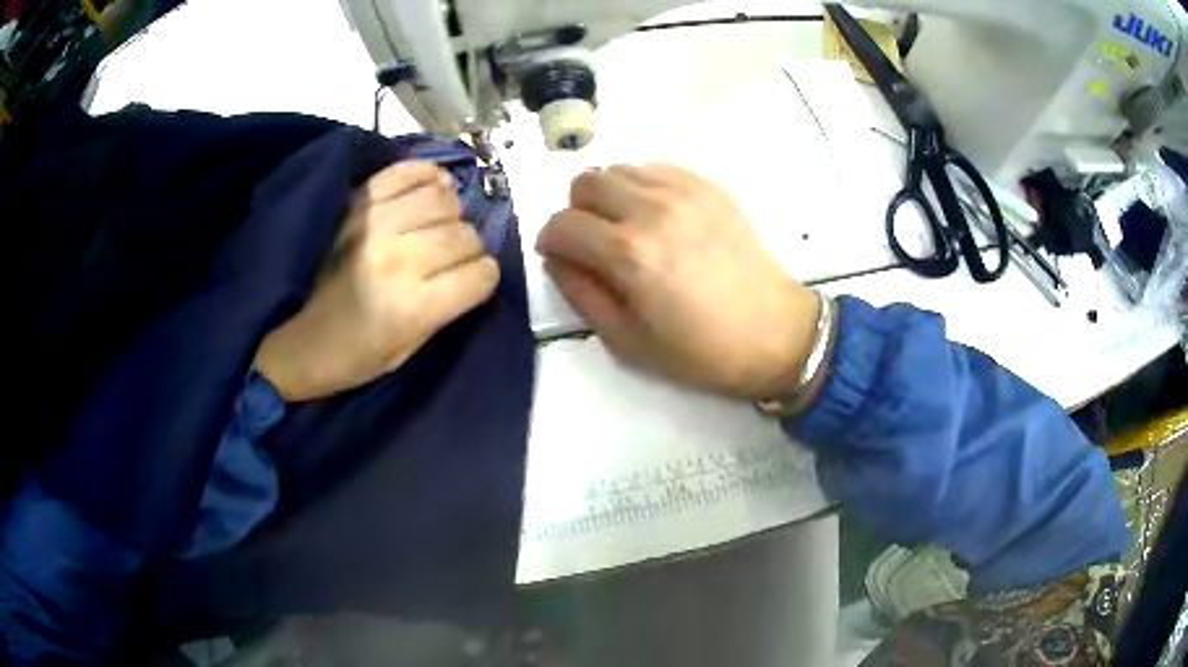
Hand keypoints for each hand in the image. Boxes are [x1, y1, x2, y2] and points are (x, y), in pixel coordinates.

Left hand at [255, 162, 499, 401]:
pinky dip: (428, 176)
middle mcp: (399, 258)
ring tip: (436, 225)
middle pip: (465, 235)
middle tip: (449, 258)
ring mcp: (375, 224)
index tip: (472, 282)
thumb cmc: (348, 357)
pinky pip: (408, 172)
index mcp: (413, 306)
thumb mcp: (405, 353)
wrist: (288, 335)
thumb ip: (444, 311)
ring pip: (443, 199)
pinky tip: (432, 188)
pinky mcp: (355, 203)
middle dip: (468, 248)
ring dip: (449, 213)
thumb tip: (472, 272)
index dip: (483, 278)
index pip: (481, 274)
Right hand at [536, 164, 820, 399]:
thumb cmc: (701, 351)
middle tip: (592, 241)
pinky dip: (642, 186)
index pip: (562, 224)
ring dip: (608, 195)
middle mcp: (652, 209)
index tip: (560, 257)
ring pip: (619, 169)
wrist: (775, 334)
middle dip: (576, 211)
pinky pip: (656, 168)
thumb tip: (557, 260)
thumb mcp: (628, 341)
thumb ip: (581, 295)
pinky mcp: (710, 187)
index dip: (550, 241)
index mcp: (628, 253)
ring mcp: (684, 192)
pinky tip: (658, 216)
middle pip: (584, 182)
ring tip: (626, 228)